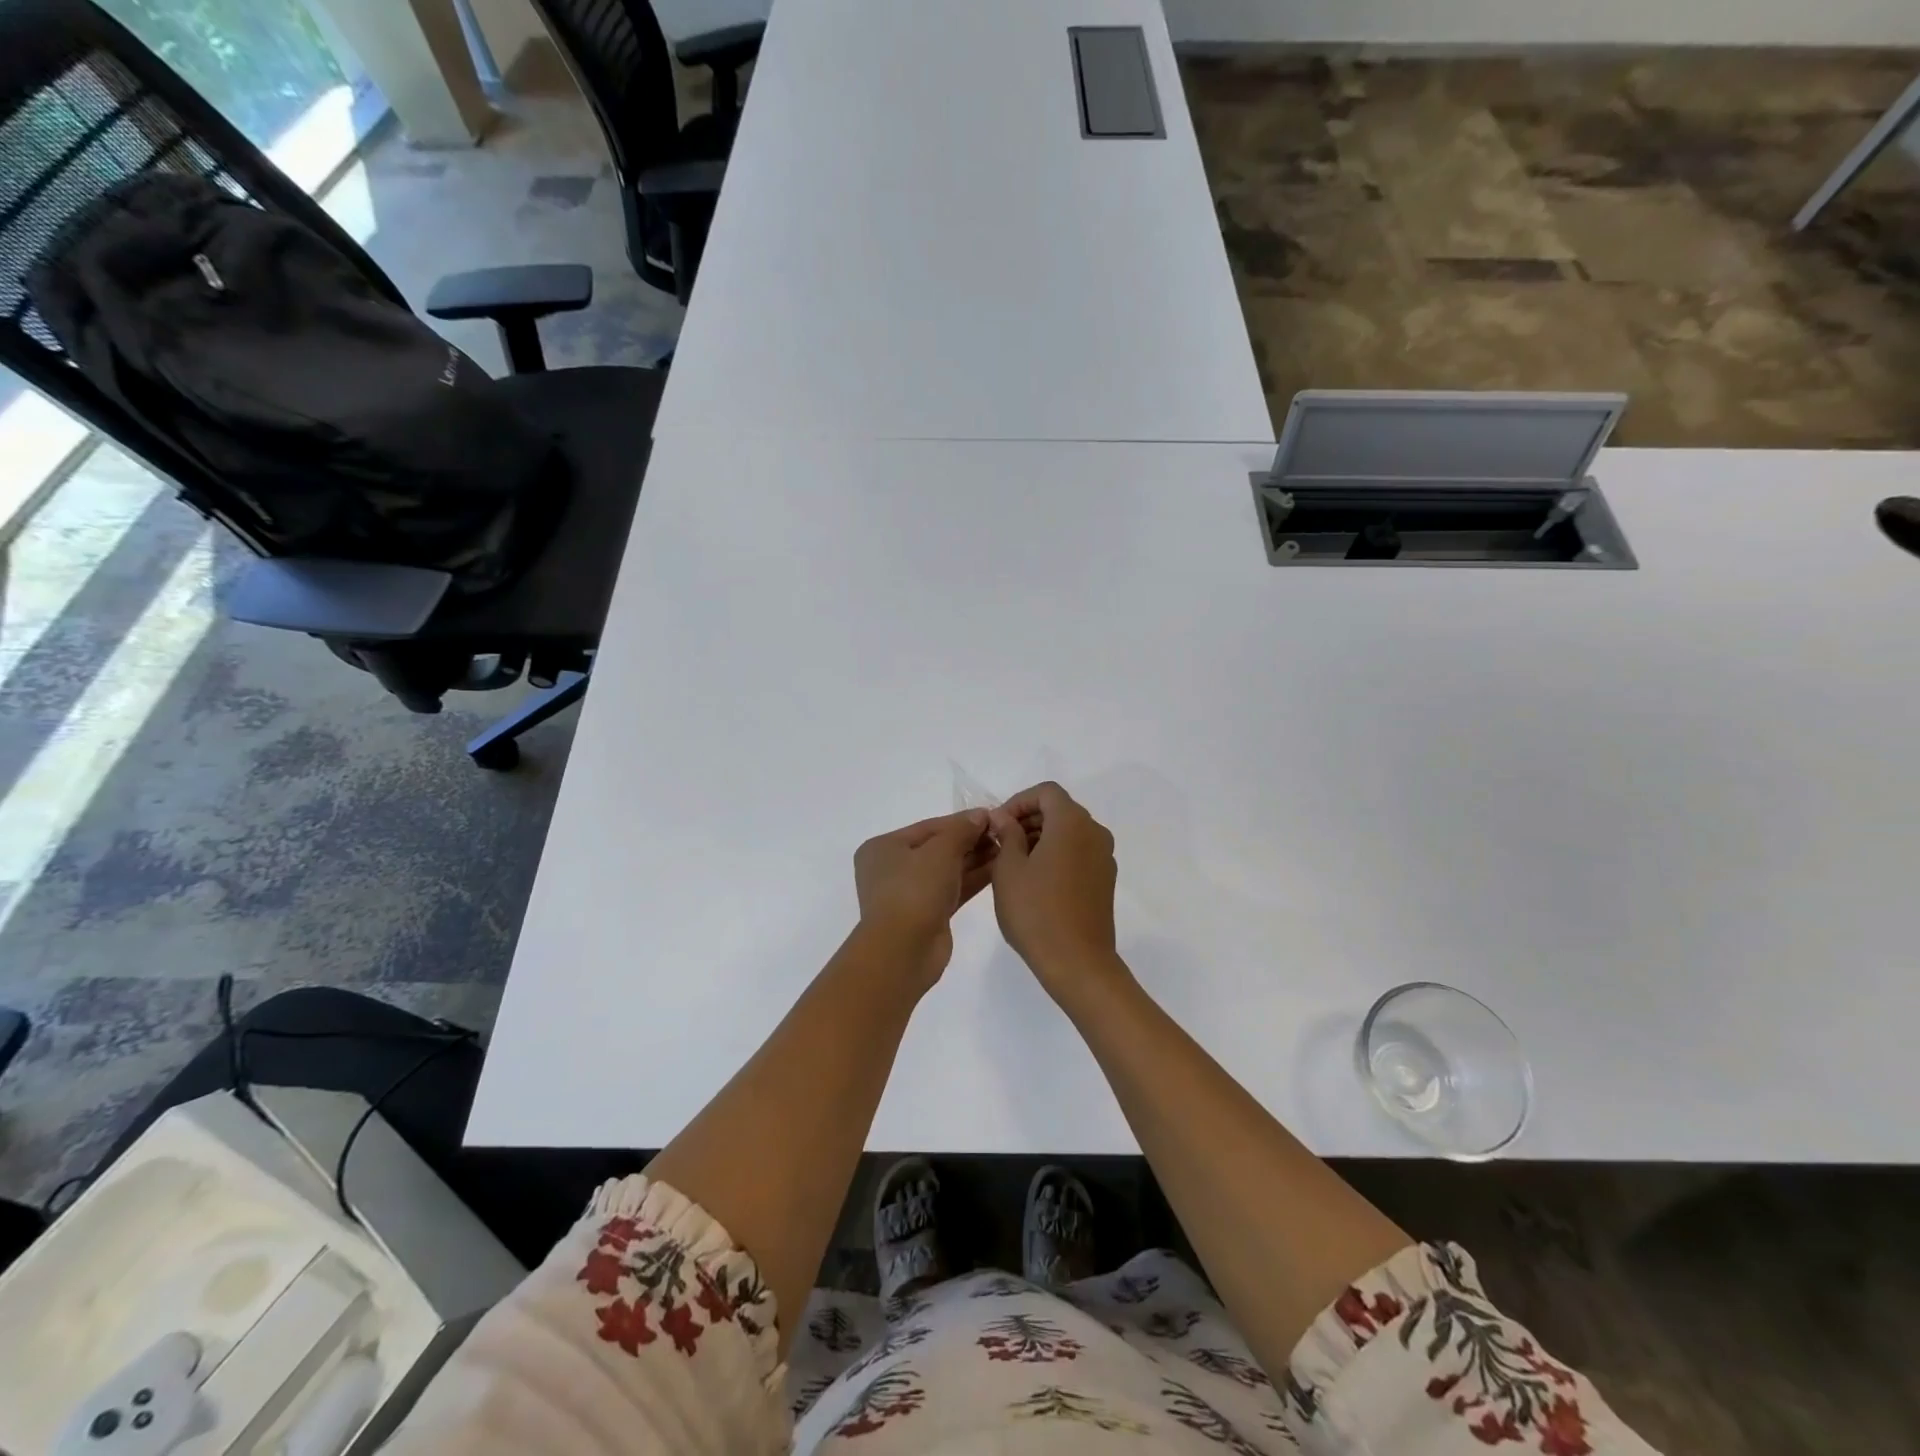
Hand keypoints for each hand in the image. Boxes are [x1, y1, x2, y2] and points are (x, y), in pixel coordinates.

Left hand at [853, 810, 995, 987]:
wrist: (904, 950)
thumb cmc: (915, 890)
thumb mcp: (941, 851)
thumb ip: (962, 830)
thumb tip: (980, 815)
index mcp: (884, 847)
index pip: (929, 827)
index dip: (962, 821)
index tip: (992, 816)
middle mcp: (892, 868)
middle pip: (938, 848)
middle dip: (970, 841)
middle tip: (1003, 834)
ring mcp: (909, 893)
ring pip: (947, 870)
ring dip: (975, 859)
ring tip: (1006, 849)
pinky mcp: (927, 914)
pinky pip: (952, 889)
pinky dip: (972, 879)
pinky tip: (998, 869)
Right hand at [987, 783, 1122, 1003]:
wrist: (1078, 963)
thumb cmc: (1036, 911)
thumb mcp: (1009, 869)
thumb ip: (1006, 835)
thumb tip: (1003, 817)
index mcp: (1072, 823)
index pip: (1046, 792)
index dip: (1019, 801)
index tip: (998, 824)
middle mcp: (1094, 832)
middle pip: (1060, 809)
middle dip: (1029, 819)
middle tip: (1001, 842)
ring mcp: (1104, 857)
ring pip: (1070, 832)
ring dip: (1042, 837)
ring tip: (1014, 863)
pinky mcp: (1105, 880)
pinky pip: (1079, 853)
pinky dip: (1057, 854)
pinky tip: (1036, 881)